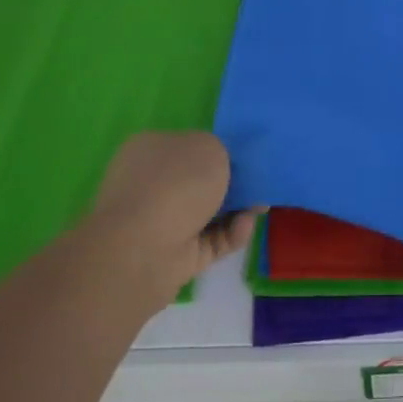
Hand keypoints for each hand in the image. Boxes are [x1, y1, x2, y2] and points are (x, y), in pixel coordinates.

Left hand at [77, 131, 259, 306]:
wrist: (142, 250)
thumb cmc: (176, 183)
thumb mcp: (210, 147)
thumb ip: (221, 151)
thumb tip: (218, 168)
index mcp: (149, 149)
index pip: (187, 146)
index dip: (217, 151)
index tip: (245, 159)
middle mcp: (149, 183)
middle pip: (198, 181)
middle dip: (231, 184)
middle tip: (259, 185)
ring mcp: (158, 222)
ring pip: (207, 212)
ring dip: (236, 210)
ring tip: (261, 208)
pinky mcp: (172, 256)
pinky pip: (209, 240)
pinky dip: (230, 234)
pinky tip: (245, 226)